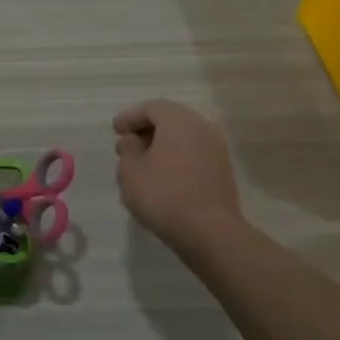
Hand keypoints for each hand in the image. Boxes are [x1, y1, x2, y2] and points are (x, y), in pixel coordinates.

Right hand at [113, 99, 243, 248]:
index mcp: (179, 120)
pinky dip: (177, 157)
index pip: (151, 108)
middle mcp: (202, 127)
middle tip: (128, 145)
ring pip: (184, 137)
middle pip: (171, 119)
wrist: (208, 231)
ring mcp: (217, 149)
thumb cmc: (162, 194)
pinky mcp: (223, 170)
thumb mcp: (130, 170)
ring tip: (143, 162)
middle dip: (147, 130)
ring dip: (163, 145)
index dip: (130, 117)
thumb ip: (128, 149)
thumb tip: (134, 141)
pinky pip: (194, 153)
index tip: (116, 131)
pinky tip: (163, 175)